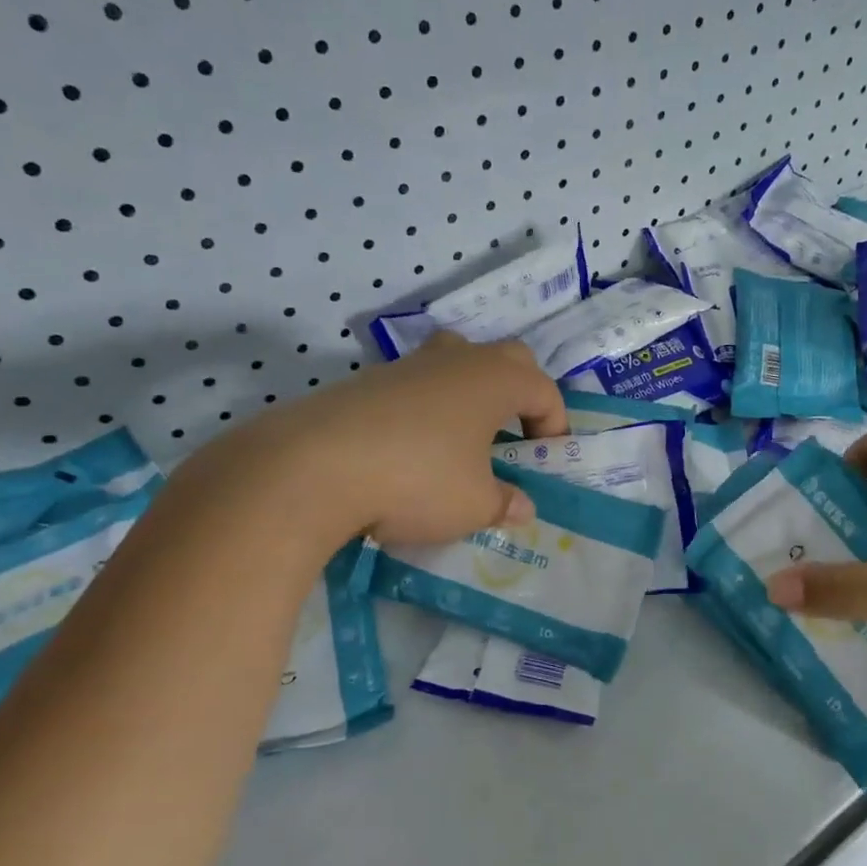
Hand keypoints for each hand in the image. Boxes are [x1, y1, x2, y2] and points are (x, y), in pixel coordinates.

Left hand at [183, 333, 568, 553]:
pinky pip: (417, 383)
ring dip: (472, 394)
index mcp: (495, 380)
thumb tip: (521, 507)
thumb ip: (505, 503)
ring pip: (457, 362)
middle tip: (514, 435)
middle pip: (507, 358)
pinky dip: (429, 407)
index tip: (545, 461)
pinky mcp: (367, 381)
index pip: (545, 390)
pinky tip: (413, 449)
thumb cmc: (417, 481)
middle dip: (521, 393)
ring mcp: (408, 365)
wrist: (311, 468)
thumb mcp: (474, 505)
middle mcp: (456, 360)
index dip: (555, 425)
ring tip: (464, 439)